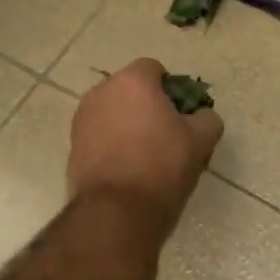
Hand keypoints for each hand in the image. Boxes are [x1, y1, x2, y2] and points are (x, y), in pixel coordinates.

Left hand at [68, 58, 222, 239]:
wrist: (117, 210)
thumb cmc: (162, 166)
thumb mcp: (202, 140)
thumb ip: (207, 118)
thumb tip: (200, 116)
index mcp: (132, 82)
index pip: (155, 69)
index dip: (172, 89)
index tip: (183, 115)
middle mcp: (100, 92)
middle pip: (131, 91)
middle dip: (148, 107)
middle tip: (169, 136)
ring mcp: (82, 120)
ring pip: (114, 114)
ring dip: (130, 126)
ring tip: (148, 156)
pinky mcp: (73, 147)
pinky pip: (101, 136)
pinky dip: (114, 145)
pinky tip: (129, 170)